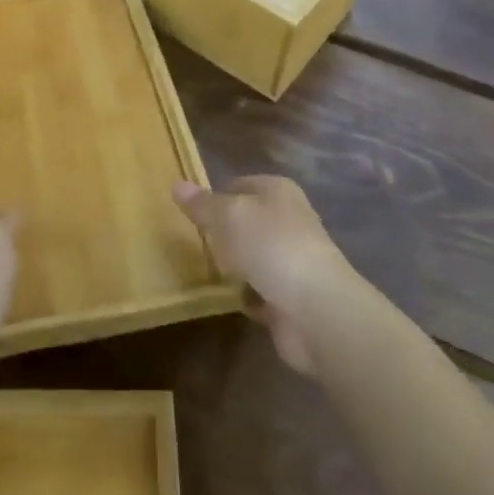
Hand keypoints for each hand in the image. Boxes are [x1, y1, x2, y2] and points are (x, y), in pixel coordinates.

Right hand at [174, 176, 351, 373]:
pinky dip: (247, 295)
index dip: (217, 196)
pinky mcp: (292, 297)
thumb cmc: (271, 246)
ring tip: (208, 270)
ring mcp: (293, 260)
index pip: (240, 185)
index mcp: (278, 192)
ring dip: (236, 266)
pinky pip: (260, 290)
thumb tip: (177, 184)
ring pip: (254, 256)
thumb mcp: (228, 216)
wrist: (316, 310)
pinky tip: (228, 298)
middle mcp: (289, 221)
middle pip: (248, 221)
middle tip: (196, 242)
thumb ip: (202, 204)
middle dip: (225, 233)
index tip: (192, 213)